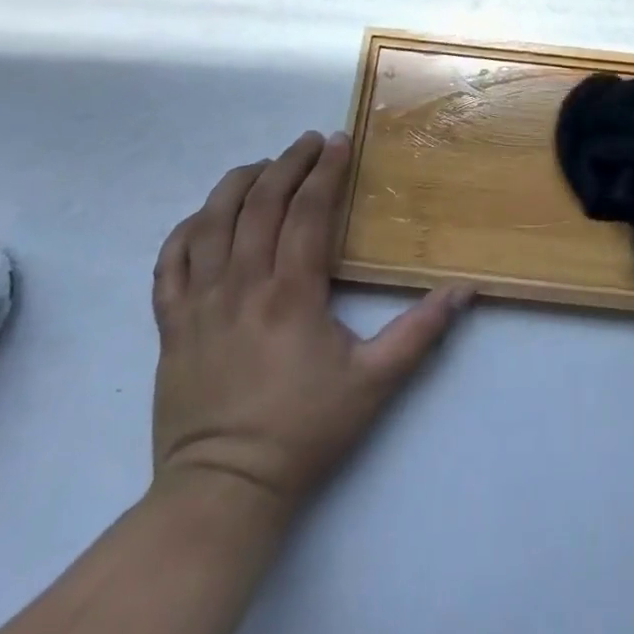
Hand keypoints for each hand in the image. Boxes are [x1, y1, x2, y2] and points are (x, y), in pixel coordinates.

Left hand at [150, 130, 471, 518]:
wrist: (223, 491)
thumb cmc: (303, 432)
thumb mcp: (374, 384)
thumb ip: (420, 332)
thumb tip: (464, 290)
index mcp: (291, 293)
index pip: (308, 211)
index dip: (325, 171)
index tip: (339, 141)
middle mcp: (242, 285)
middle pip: (261, 203)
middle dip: (288, 163)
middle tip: (308, 142)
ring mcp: (199, 303)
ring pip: (211, 222)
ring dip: (237, 184)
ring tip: (261, 165)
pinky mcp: (171, 325)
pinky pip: (170, 262)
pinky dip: (185, 230)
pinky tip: (204, 217)